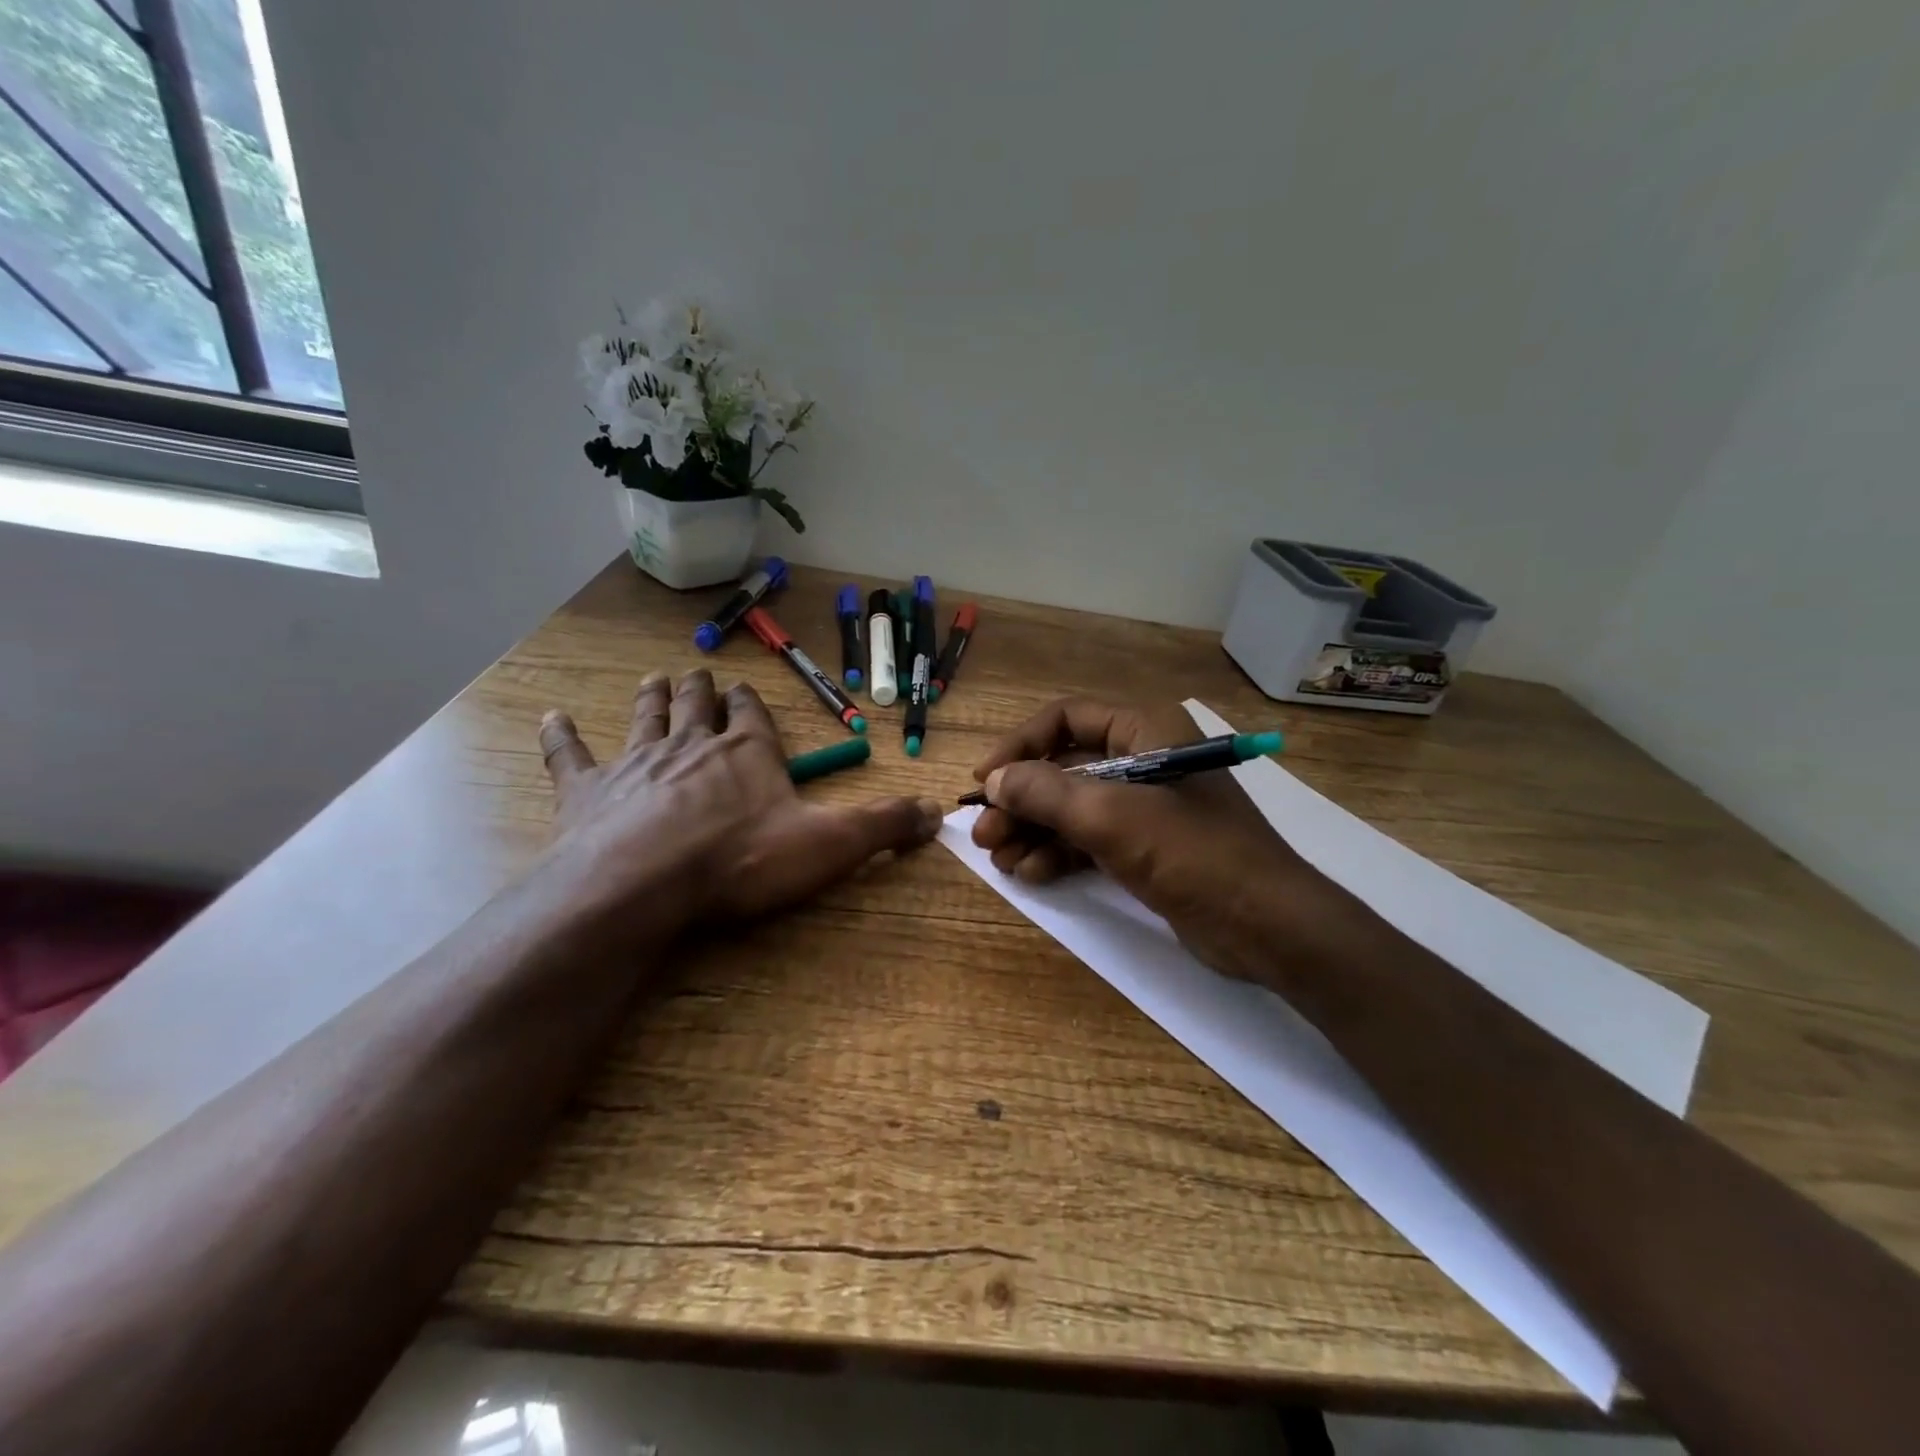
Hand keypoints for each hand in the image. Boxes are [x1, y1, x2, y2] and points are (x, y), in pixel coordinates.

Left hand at [537, 669, 941, 942]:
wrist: (645, 883)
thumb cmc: (741, 860)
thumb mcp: (830, 845)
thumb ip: (884, 826)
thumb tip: (940, 812)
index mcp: (748, 754)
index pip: (752, 716)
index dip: (748, 703)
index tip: (742, 690)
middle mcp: (693, 745)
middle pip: (697, 707)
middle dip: (700, 692)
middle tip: (695, 675)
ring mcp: (637, 763)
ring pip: (646, 718)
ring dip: (651, 699)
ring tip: (654, 680)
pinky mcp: (588, 791)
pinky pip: (572, 755)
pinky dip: (563, 737)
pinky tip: (554, 719)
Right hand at [970, 698, 1369, 986]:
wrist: (1266, 926)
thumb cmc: (1191, 854)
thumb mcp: (1110, 817)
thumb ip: (1046, 793)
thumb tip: (994, 780)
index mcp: (1144, 729)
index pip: (1065, 719)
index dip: (1019, 746)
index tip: (985, 781)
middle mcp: (1142, 758)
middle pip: (1063, 768)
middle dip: (1021, 801)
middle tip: (984, 834)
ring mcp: (1144, 805)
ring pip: (1072, 807)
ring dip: (1033, 830)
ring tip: (1000, 859)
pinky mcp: (1145, 846)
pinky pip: (1089, 838)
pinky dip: (1058, 852)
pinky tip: (1030, 873)